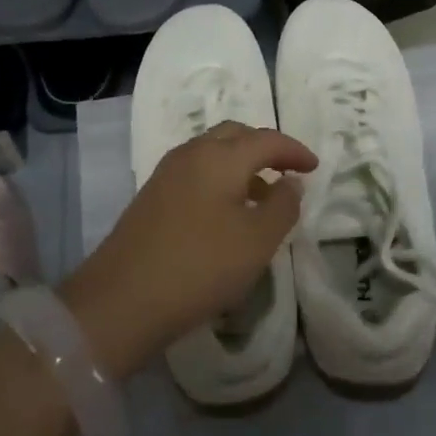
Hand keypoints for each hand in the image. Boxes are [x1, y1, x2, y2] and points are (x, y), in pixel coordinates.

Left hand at [61, 122, 317, 377]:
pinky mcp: (151, 197)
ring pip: (212, 153)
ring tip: (261, 197)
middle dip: (265, 147)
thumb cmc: (200, 266)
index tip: (314, 167)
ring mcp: (166, 174)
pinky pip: (196, 173)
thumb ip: (282, 206)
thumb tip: (290, 182)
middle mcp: (191, 154)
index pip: (266, 139)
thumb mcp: (257, 241)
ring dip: (241, 165)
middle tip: (287, 170)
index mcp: (220, 156)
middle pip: (235, 135)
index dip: (294, 151)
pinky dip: (220, 180)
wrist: (121, 299)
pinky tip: (226, 214)